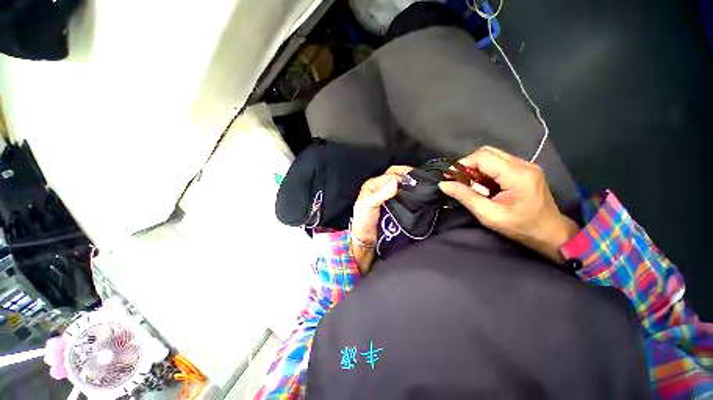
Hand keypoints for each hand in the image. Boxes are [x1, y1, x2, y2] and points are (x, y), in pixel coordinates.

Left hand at [351, 166, 412, 274]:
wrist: (367, 239)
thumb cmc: (364, 222)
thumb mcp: (368, 206)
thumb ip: (381, 194)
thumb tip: (396, 182)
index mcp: (373, 185)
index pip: (390, 175)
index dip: (401, 176)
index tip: (412, 181)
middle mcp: (380, 188)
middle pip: (396, 175)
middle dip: (407, 175)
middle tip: (419, 178)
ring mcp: (387, 195)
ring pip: (400, 184)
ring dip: (410, 183)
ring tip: (421, 185)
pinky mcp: (394, 204)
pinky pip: (403, 194)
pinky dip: (410, 192)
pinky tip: (417, 194)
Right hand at [439, 146, 579, 263]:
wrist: (550, 233)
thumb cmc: (520, 227)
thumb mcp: (488, 215)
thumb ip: (465, 196)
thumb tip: (444, 184)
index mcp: (517, 176)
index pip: (483, 157)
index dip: (463, 164)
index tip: (450, 177)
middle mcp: (523, 164)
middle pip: (488, 152)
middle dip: (469, 164)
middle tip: (459, 180)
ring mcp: (526, 165)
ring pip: (493, 155)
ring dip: (477, 167)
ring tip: (471, 184)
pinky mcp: (525, 169)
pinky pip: (499, 162)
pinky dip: (485, 170)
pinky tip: (483, 184)